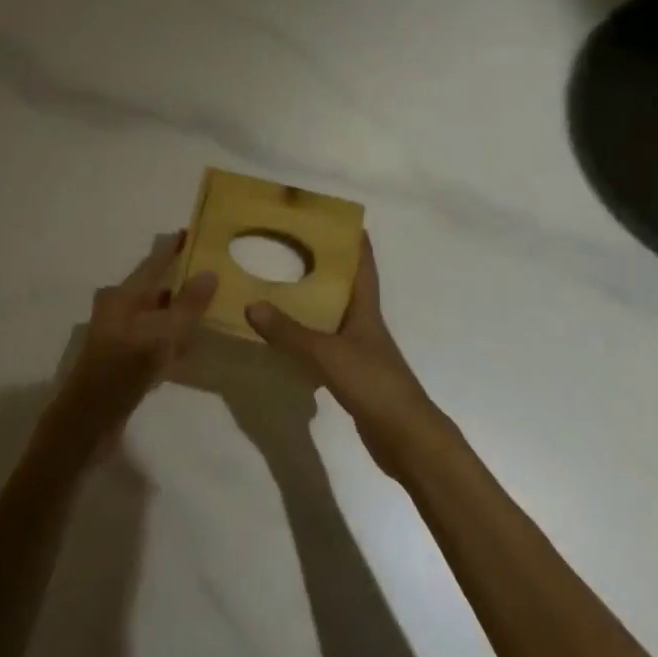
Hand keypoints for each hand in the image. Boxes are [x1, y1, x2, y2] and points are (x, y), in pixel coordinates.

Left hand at [45, 233, 216, 454]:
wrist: (87, 423)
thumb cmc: (123, 371)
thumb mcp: (161, 336)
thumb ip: (187, 306)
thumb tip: (209, 273)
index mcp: (123, 296)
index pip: (154, 261)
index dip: (174, 246)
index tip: (196, 231)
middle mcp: (119, 309)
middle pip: (155, 287)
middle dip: (182, 279)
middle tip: (214, 272)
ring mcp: (120, 335)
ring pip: (156, 315)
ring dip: (179, 311)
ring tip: (211, 306)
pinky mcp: (123, 360)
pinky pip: (153, 340)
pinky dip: (172, 339)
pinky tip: (192, 348)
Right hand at [245, 234, 442, 476]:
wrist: (405, 437)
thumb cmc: (373, 383)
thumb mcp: (327, 353)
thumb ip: (290, 332)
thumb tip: (252, 304)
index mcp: (366, 310)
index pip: (363, 266)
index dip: (355, 242)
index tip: (339, 219)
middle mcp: (365, 325)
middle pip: (346, 288)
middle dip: (326, 268)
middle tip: (295, 247)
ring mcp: (361, 352)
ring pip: (334, 317)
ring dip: (314, 303)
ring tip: (283, 287)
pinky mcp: (353, 376)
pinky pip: (326, 346)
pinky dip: (309, 338)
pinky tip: (289, 340)